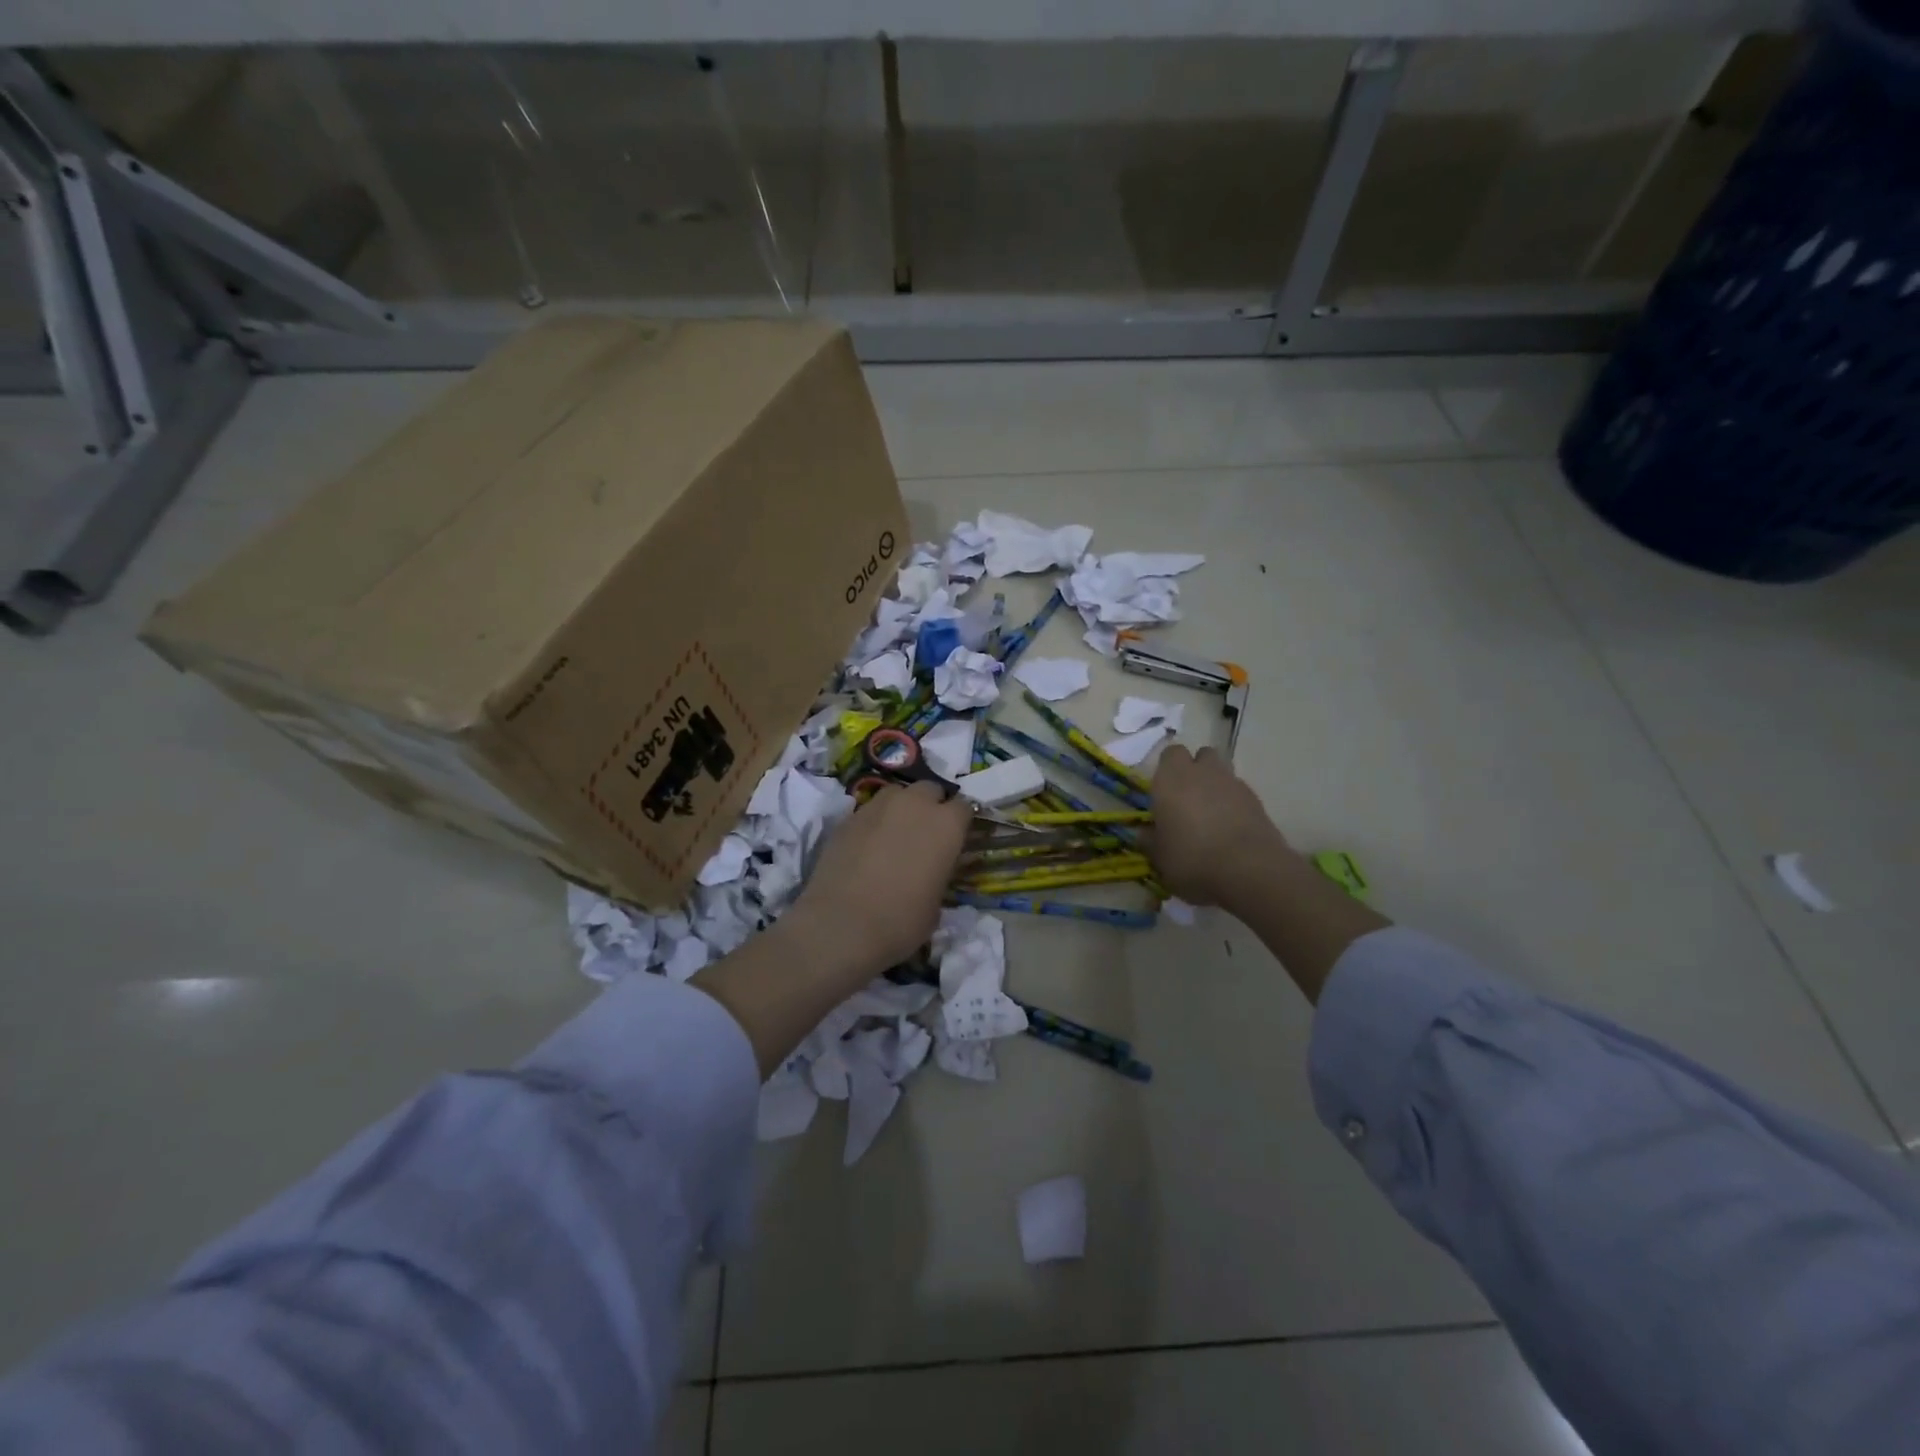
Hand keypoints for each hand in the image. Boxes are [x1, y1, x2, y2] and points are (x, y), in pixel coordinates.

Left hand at [783, 781, 972, 980]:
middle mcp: (915, 804)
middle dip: (931, 806)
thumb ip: (939, 874)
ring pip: (897, 793)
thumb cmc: (901, 921)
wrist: (841, 924)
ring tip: (894, 834)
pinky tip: (867, 846)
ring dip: (901, 808)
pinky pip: (869, 810)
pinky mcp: (848, 816)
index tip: (956, 839)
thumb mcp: (937, 904)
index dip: (960, 823)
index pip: (965, 808)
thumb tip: (931, 871)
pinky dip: (874, 822)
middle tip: (925, 834)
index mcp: (947, 825)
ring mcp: (878, 806)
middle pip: (930, 790)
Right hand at [1147, 746, 1294, 911]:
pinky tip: (1231, 829)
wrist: (1249, 871)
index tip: (1163, 792)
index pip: (1169, 754)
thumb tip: (1144, 834)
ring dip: (1216, 786)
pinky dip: (1234, 804)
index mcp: (1171, 779)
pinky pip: (1240, 793)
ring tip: (1211, 816)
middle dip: (1195, 770)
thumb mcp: (1160, 858)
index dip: (1167, 770)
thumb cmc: (1192, 860)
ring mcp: (1233, 784)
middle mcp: (1202, 773)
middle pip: (1201, 756)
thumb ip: (1150, 841)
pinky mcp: (1257, 801)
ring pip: (1222, 772)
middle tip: (1187, 800)